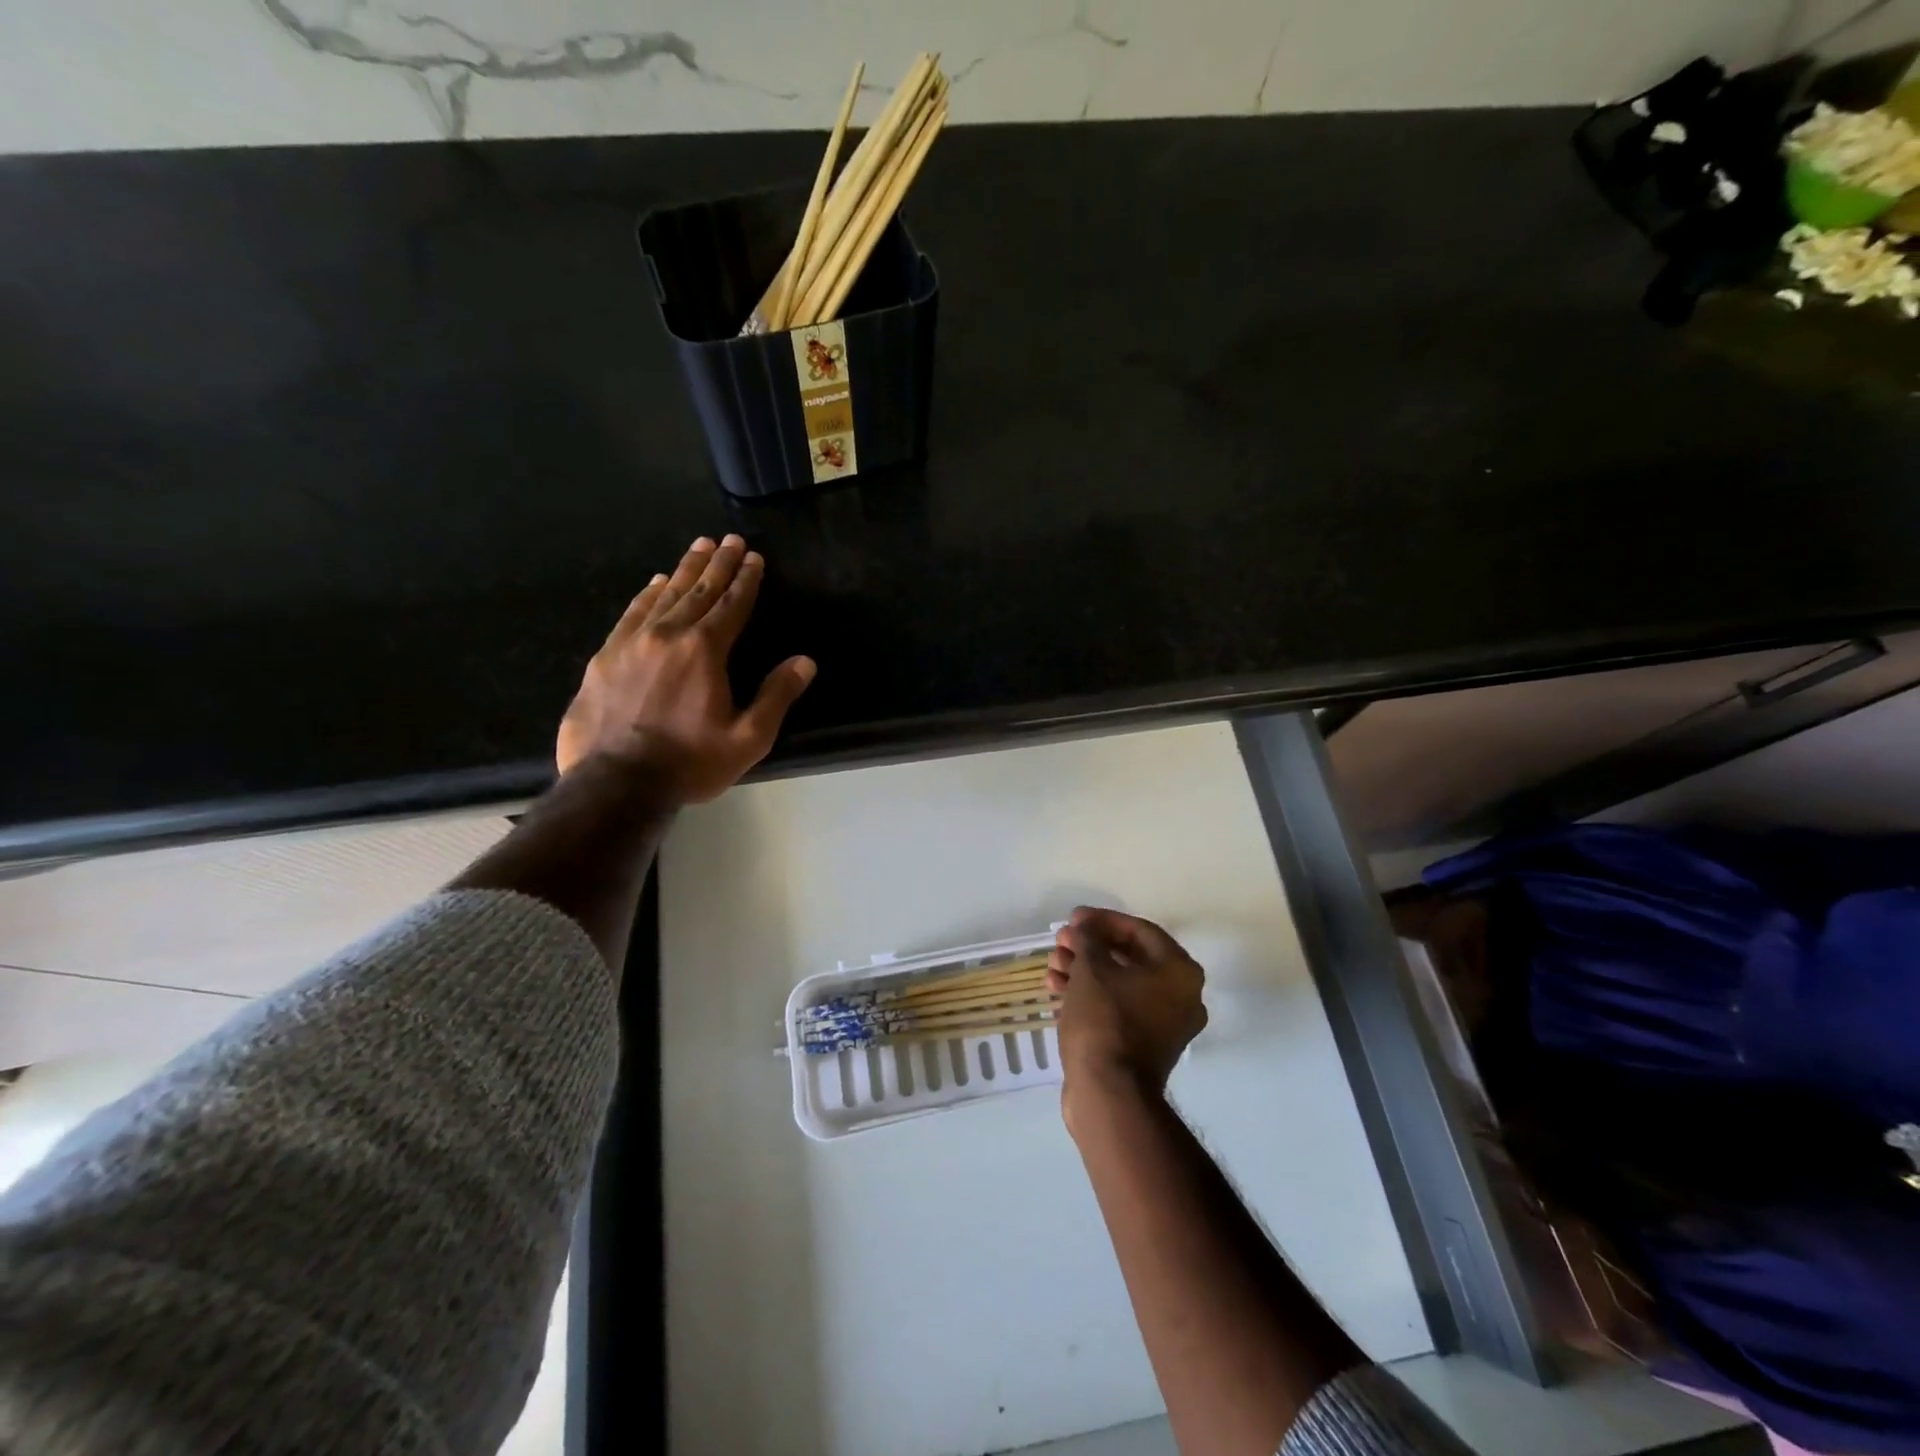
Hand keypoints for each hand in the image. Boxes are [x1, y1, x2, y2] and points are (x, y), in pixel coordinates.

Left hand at [556, 535, 815, 803]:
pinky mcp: (605, 657)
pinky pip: (631, 613)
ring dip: (684, 570)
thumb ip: (776, 696)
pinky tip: (654, 583)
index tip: (754, 557)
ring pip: (663, 595)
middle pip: (698, 590)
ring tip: (699, 547)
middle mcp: (668, 635)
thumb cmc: (690, 763)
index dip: (746, 580)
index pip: (731, 605)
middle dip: (718, 564)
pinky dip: (647, 594)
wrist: (615, 783)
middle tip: (730, 539)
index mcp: (705, 650)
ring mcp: (631, 642)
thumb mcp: (748, 738)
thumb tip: (804, 662)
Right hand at [1048, 907, 1206, 1114]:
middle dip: (1090, 947)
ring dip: (1085, 972)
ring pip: (1120, 986)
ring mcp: (1164, 1026)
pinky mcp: (1143, 1048)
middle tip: (1059, 942)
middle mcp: (1181, 997)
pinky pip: (1117, 1010)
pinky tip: (1058, 993)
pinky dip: (1090, 998)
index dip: (1103, 920)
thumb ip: (1088, 938)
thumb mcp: (1091, 968)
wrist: (1109, 1094)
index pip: (1140, 930)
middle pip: (1130, 958)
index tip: (1073, 919)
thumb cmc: (1105, 1020)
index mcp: (1179, 972)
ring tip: (1052, 968)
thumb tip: (1083, 928)